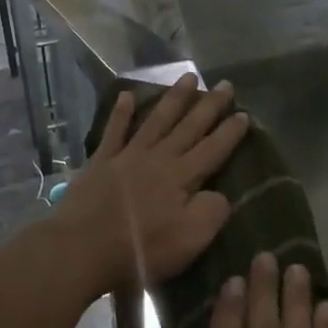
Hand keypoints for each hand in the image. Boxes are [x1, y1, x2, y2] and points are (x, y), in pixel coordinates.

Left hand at [57, 74, 247, 294]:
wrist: (83, 248)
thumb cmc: (141, 250)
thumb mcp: (191, 239)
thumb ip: (212, 212)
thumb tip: (219, 193)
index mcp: (182, 177)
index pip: (213, 150)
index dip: (230, 133)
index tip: (244, 114)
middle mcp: (159, 158)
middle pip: (189, 127)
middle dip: (209, 105)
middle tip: (225, 84)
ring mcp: (128, 156)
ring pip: (157, 120)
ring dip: (174, 98)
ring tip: (189, 77)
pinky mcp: (101, 163)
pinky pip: (114, 131)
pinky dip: (121, 113)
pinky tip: (126, 95)